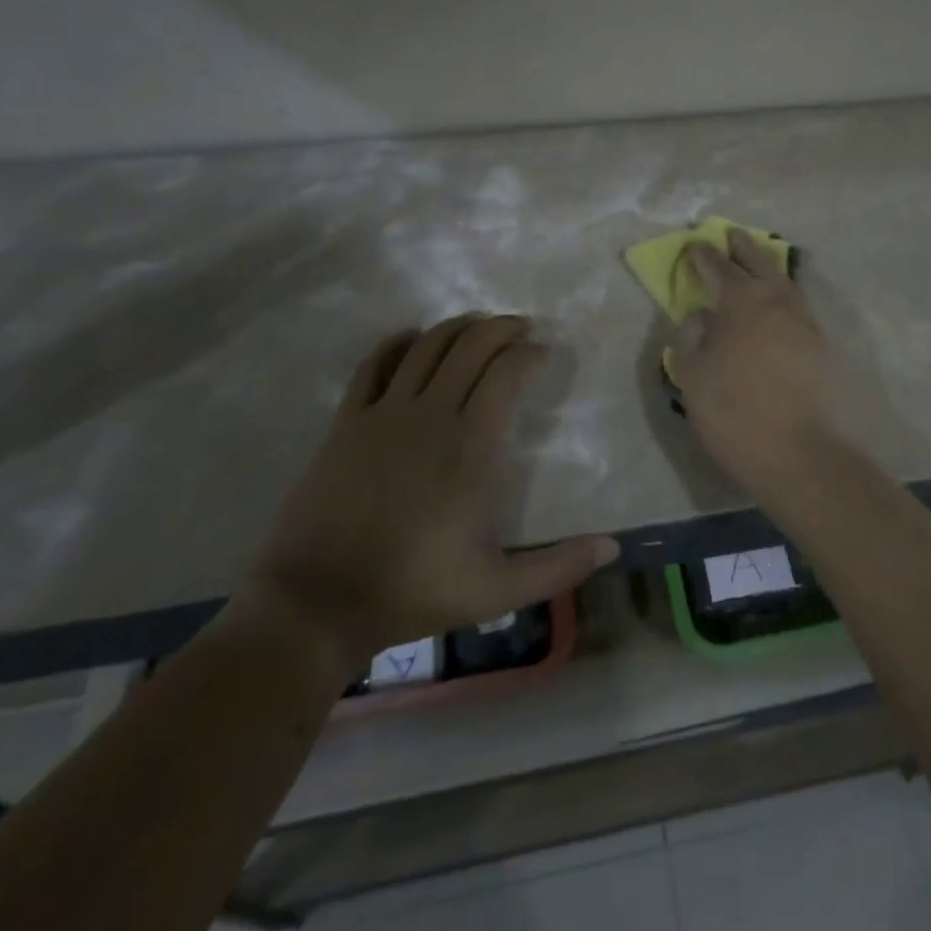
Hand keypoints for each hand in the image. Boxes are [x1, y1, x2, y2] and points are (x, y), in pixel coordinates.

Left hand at [239, 315, 617, 666]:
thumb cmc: (413, 592)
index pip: (506, 375)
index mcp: (468, 448)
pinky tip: (411, 339)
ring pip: (426, 347)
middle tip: (520, 328)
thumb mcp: (497, 590)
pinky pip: (375, 365)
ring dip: (456, 328)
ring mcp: (383, 415)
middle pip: (469, 347)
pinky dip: (397, 344)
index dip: (529, 354)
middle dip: (500, 328)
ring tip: (476, 327)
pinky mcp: (346, 423)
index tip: (543, 354)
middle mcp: (428, 416)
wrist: (316, 604)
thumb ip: (558, 567)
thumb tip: (613, 547)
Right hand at [671, 233, 841, 501]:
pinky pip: (797, 304)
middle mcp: (776, 300)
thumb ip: (693, 337)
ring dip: (767, 266)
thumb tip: (700, 315)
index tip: (693, 246)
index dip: (703, 256)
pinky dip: (783, 294)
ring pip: (784, 281)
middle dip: (742, 247)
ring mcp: (803, 320)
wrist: (796, 452)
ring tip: (757, 262)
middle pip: (758, 261)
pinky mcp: (819, 344)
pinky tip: (777, 303)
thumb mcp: (693, 375)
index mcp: (741, 300)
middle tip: (730, 234)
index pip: (718, 267)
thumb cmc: (733, 410)